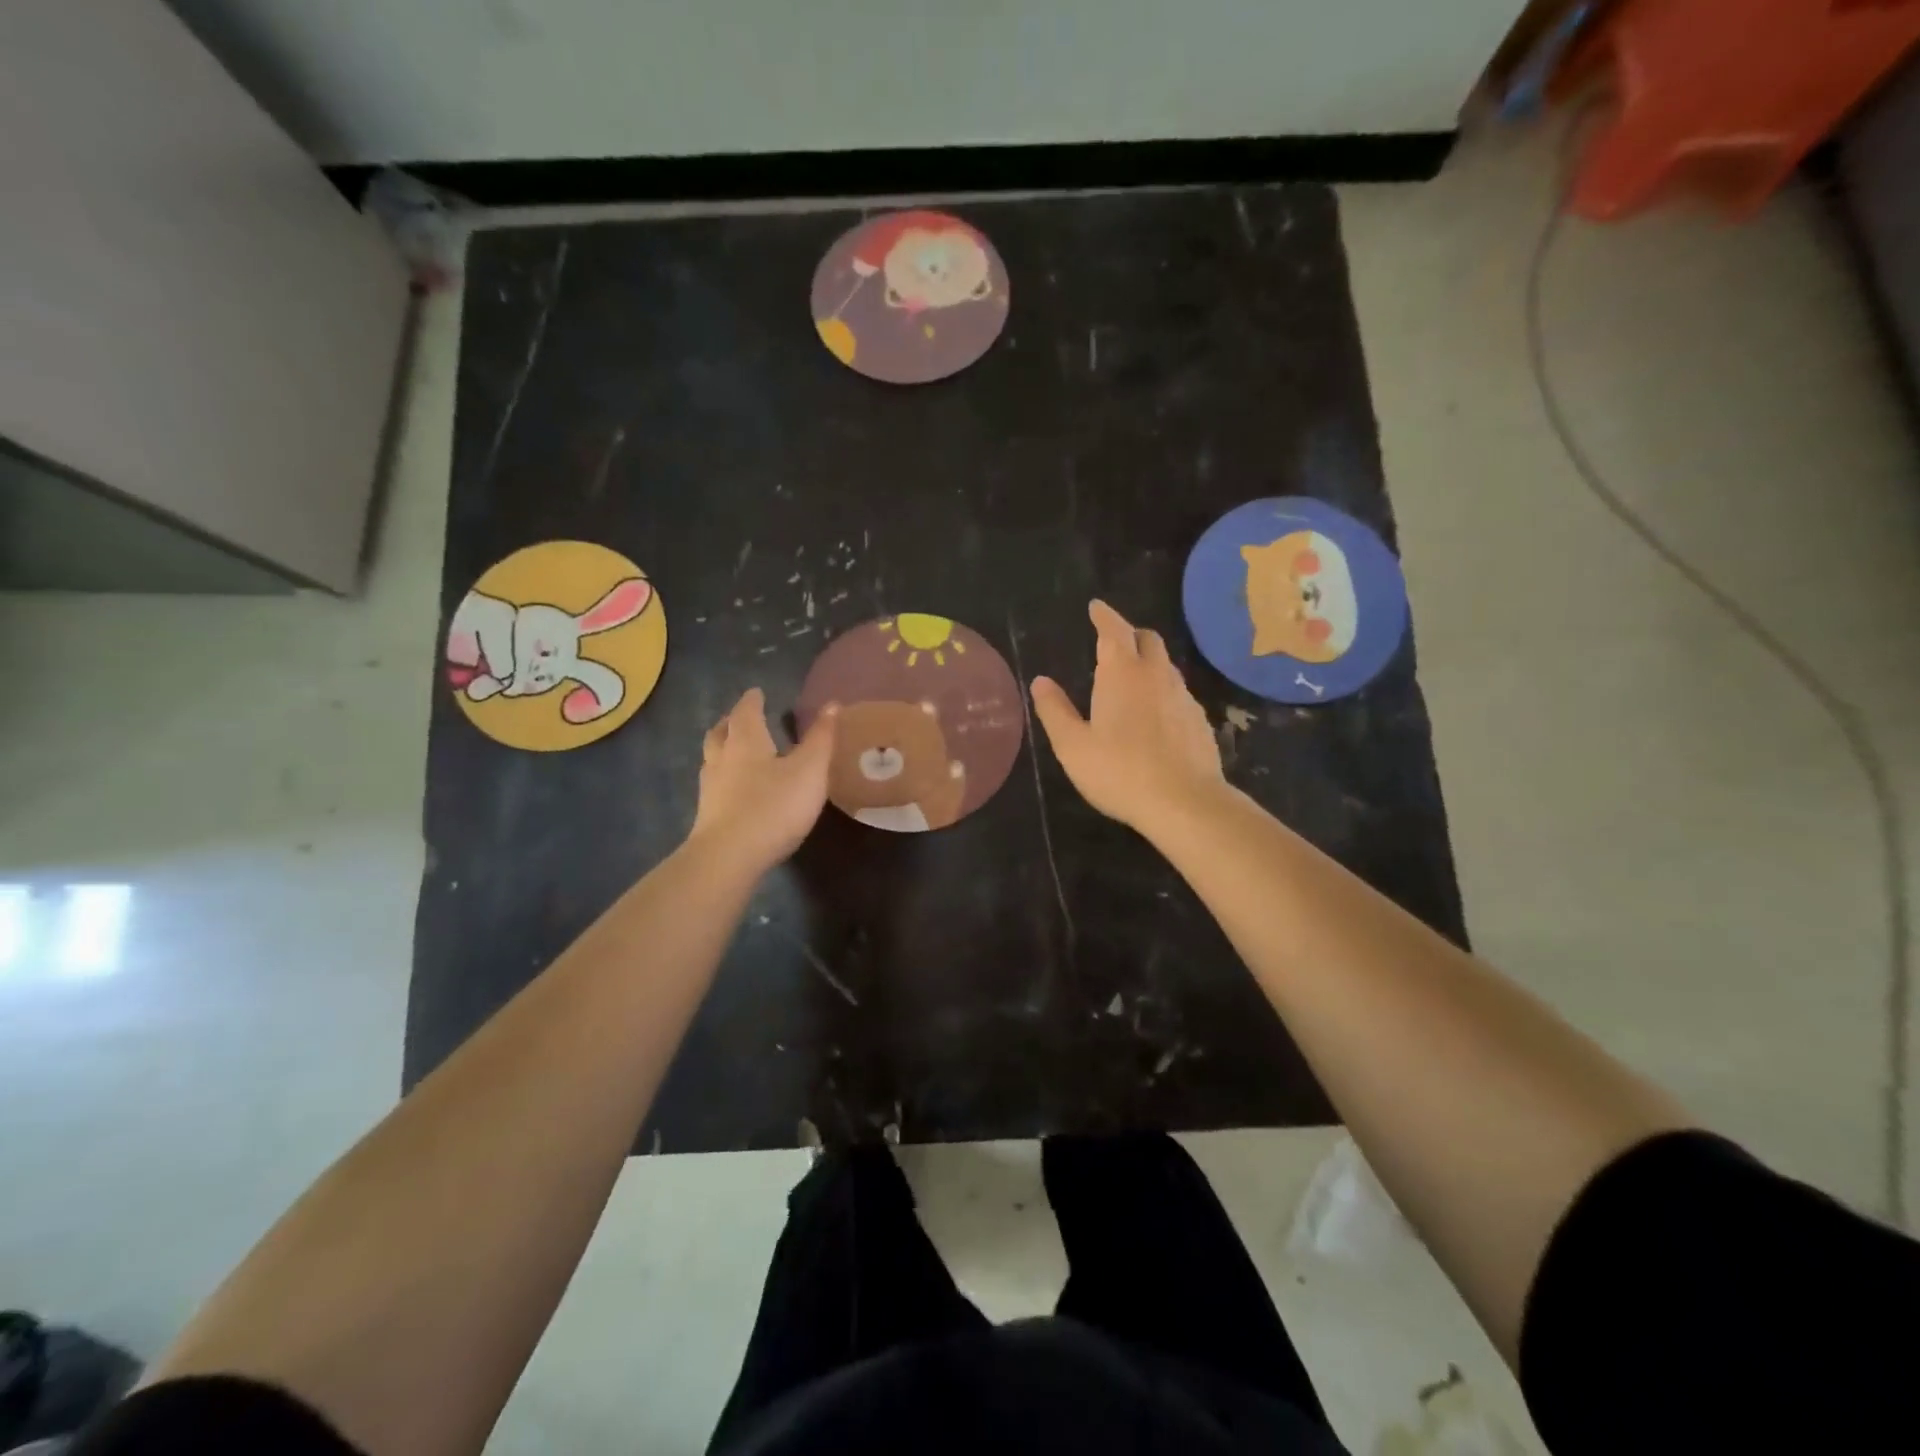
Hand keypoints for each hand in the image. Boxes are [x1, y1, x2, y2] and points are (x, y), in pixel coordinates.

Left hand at [688, 689, 837, 874]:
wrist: (729, 858)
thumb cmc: (773, 806)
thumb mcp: (809, 770)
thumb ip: (822, 739)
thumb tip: (832, 704)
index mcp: (746, 741)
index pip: (746, 712)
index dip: (752, 701)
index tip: (757, 692)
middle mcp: (722, 759)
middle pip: (720, 733)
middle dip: (730, 723)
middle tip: (739, 719)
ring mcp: (711, 790)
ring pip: (712, 760)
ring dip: (722, 750)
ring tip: (734, 751)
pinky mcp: (708, 817)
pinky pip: (714, 787)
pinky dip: (723, 779)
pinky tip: (733, 791)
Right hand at [1030, 600, 1225, 833]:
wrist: (1185, 803)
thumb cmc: (1119, 772)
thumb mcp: (1073, 745)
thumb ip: (1055, 710)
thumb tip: (1040, 681)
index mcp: (1122, 674)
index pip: (1114, 629)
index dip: (1104, 615)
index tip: (1096, 607)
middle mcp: (1156, 675)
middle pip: (1148, 639)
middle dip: (1129, 634)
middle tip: (1113, 642)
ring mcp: (1183, 697)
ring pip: (1166, 665)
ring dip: (1148, 662)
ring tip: (1132, 679)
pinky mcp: (1199, 720)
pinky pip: (1178, 692)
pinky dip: (1163, 690)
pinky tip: (1155, 715)